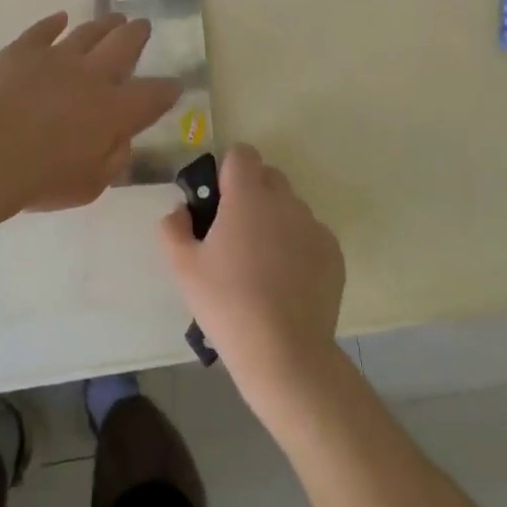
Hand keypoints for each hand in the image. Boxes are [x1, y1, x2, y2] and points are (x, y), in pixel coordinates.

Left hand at [0, 12, 180, 211]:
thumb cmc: (42, 178)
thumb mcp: (90, 184)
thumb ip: (113, 159)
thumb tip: (121, 140)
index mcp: (115, 110)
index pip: (152, 95)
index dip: (167, 89)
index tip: (174, 85)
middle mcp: (92, 76)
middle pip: (123, 46)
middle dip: (137, 35)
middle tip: (143, 25)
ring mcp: (56, 58)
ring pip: (88, 33)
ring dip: (104, 25)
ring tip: (114, 18)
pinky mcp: (22, 51)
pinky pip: (42, 30)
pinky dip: (52, 23)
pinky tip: (59, 18)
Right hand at [158, 144, 345, 419]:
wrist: (284, 352)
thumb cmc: (227, 303)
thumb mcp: (183, 267)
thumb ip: (173, 227)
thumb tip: (181, 210)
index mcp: (248, 196)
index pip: (242, 154)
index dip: (227, 170)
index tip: (217, 200)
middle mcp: (285, 201)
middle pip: (268, 176)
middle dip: (251, 192)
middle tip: (233, 232)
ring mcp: (314, 226)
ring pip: (290, 206)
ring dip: (274, 219)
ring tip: (260, 262)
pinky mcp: (333, 253)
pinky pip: (310, 234)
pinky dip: (297, 245)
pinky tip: (285, 281)